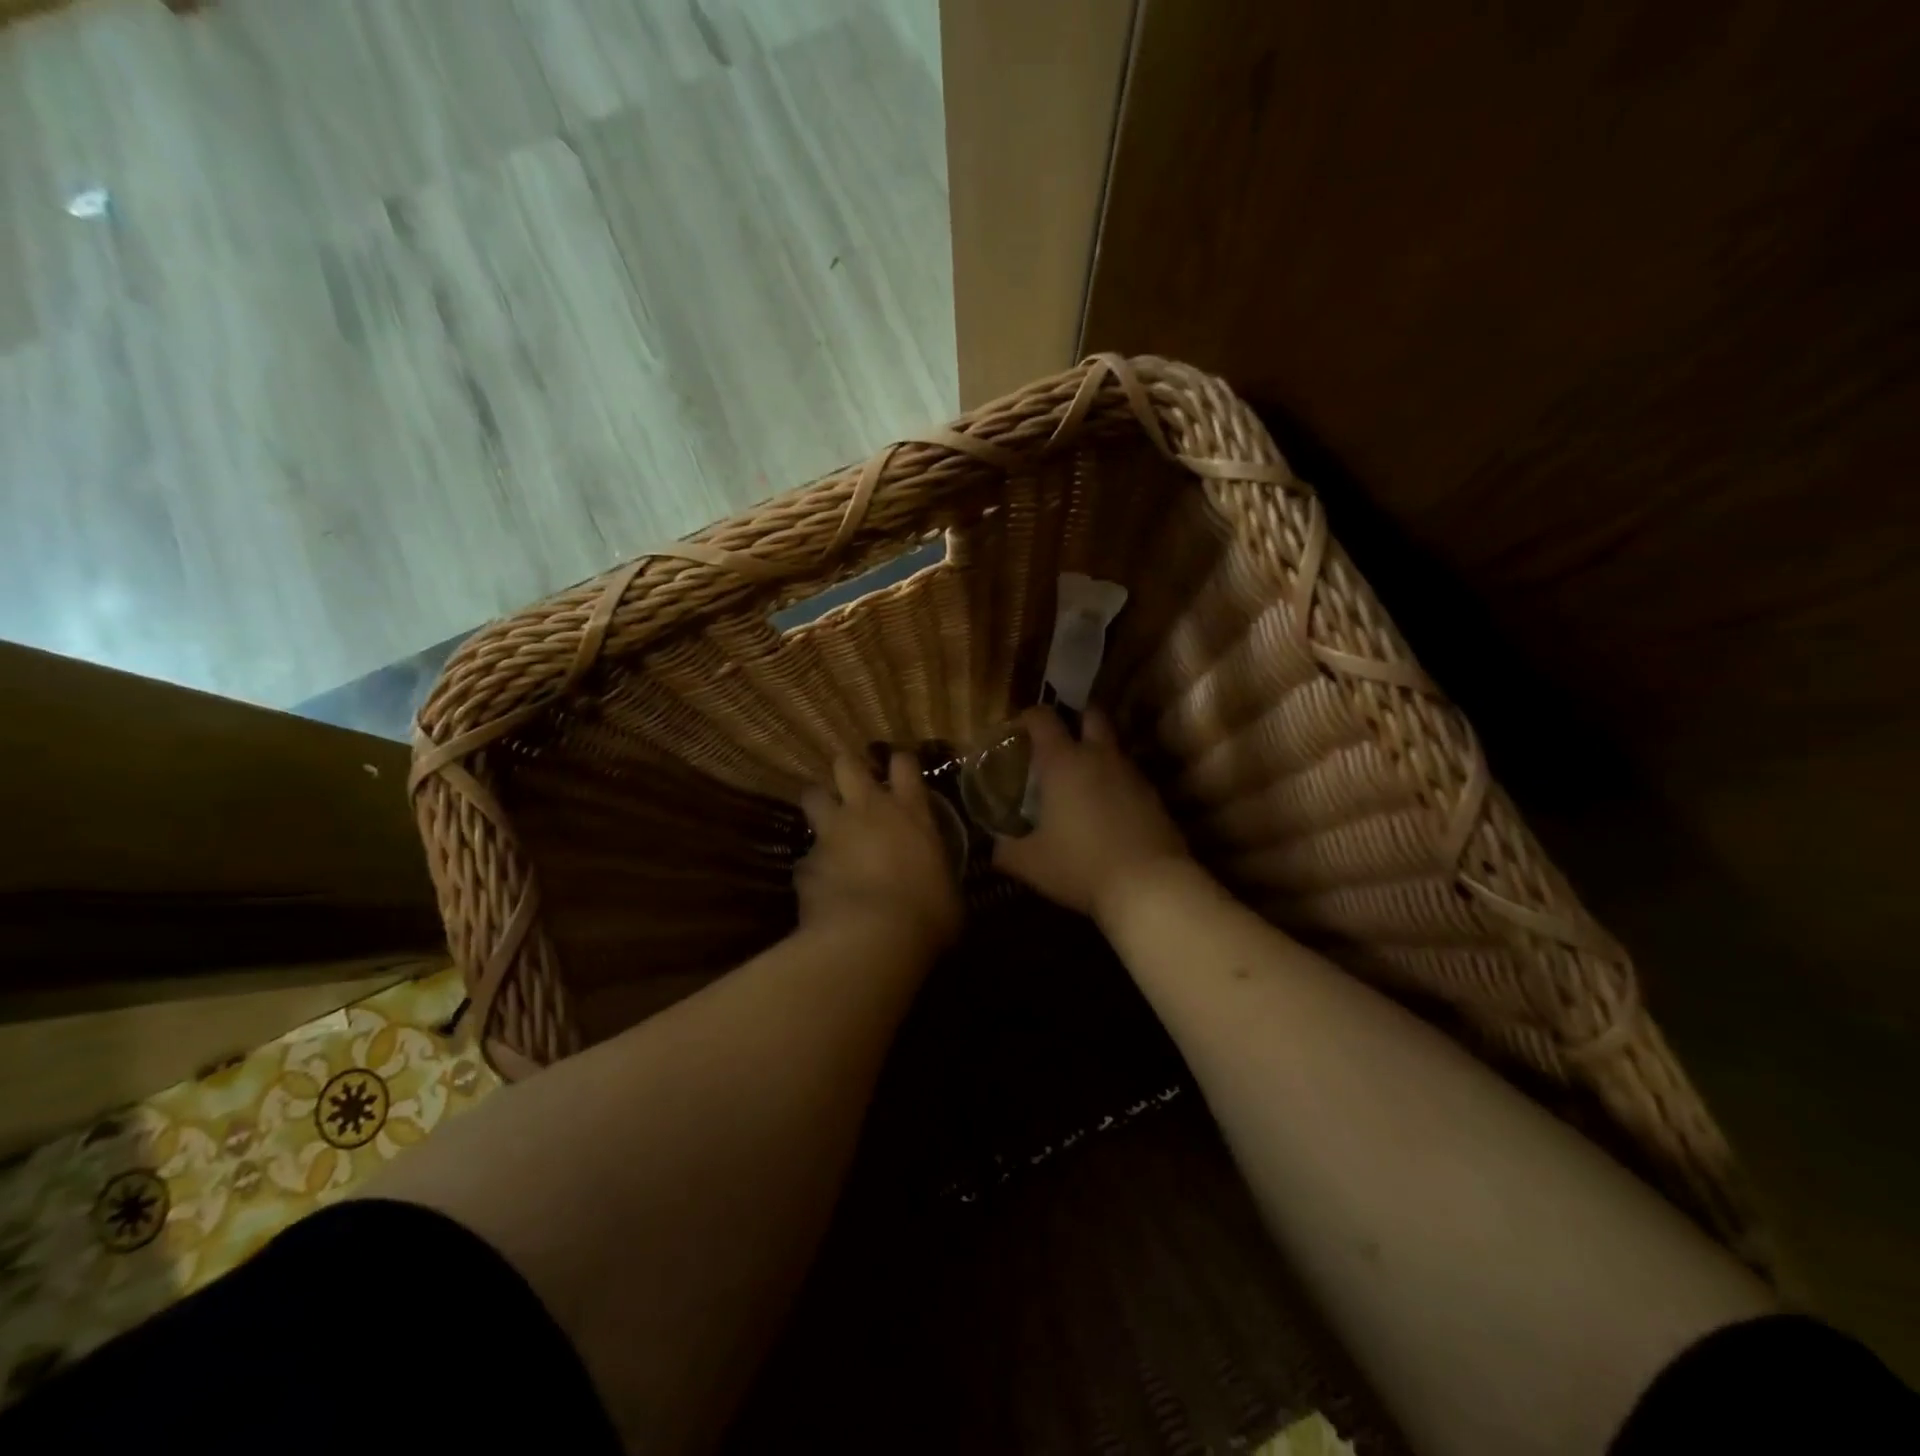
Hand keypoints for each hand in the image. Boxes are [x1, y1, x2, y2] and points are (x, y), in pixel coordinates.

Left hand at [797, 752, 961, 954]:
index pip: (904, 764)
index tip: (899, 767)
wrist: (872, 938)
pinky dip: (812, 867)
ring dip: (818, 804)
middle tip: (851, 783)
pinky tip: (819, 884)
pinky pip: (806, 858)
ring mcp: (831, 833)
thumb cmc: (927, 914)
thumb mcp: (948, 891)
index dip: (900, 762)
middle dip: (847, 768)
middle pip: (847, 765)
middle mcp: (867, 811)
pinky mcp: (806, 863)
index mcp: (910, 813)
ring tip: (824, 820)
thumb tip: (939, 884)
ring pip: (813, 796)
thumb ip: (939, 875)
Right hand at [992, 707, 1192, 926]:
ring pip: (1113, 749)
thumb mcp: (1030, 863)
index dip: (1029, 717)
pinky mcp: (1155, 798)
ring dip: (1097, 756)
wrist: (1149, 885)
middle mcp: (1099, 757)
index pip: (1043, 718)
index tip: (1019, 728)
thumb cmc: (1079, 865)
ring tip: (1080, 784)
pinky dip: (1116, 786)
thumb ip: (1006, 850)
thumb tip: (995, 847)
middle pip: (1091, 716)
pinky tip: (1106, 812)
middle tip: (1059, 743)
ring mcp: (1132, 775)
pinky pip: (1130, 779)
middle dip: (1076, 720)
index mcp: (1063, 762)